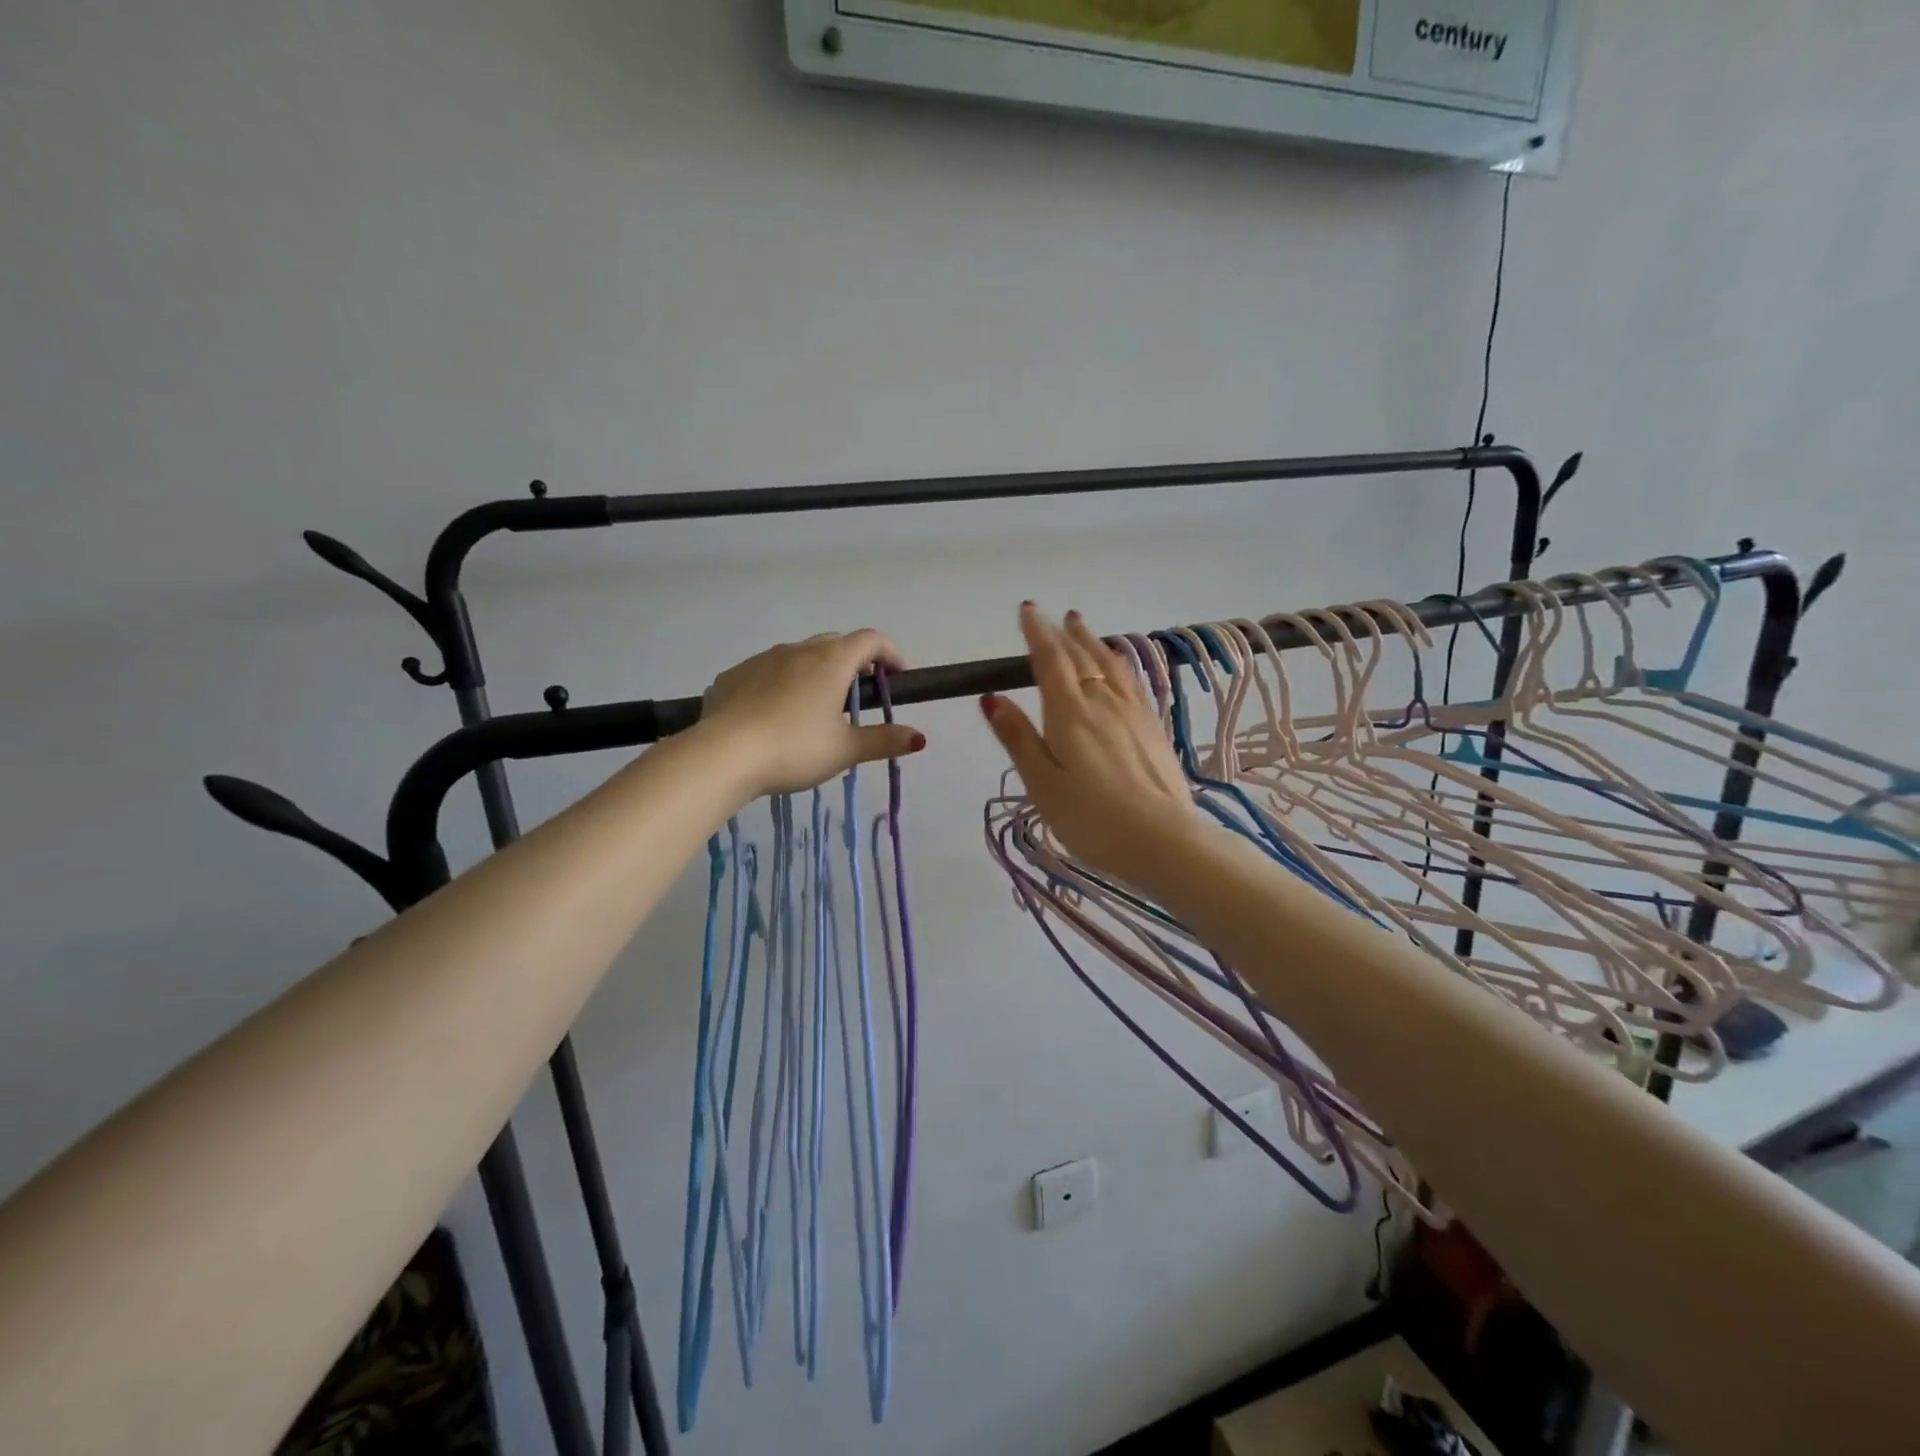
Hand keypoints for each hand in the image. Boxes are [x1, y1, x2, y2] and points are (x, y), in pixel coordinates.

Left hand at [698, 629, 925, 798]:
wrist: (722, 755)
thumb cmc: (794, 749)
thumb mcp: (844, 750)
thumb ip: (883, 740)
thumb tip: (919, 738)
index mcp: (831, 662)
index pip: (871, 640)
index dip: (890, 653)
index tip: (897, 676)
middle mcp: (797, 650)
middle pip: (835, 643)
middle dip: (853, 661)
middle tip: (859, 693)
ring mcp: (761, 659)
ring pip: (798, 655)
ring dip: (815, 671)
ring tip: (815, 707)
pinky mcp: (733, 675)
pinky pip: (765, 672)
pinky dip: (780, 684)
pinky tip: (774, 714)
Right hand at [981, 604, 1205, 891]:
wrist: (1164, 841)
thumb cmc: (1092, 819)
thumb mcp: (1042, 783)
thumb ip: (1018, 738)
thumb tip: (991, 697)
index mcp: (1070, 713)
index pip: (1050, 660)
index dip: (1037, 633)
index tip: (1028, 610)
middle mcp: (1103, 702)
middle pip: (1082, 657)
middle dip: (1064, 633)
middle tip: (1054, 615)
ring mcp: (1134, 713)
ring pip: (1110, 665)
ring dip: (1093, 642)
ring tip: (1083, 627)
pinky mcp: (1153, 729)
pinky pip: (1132, 681)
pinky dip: (1119, 664)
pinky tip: (1120, 667)